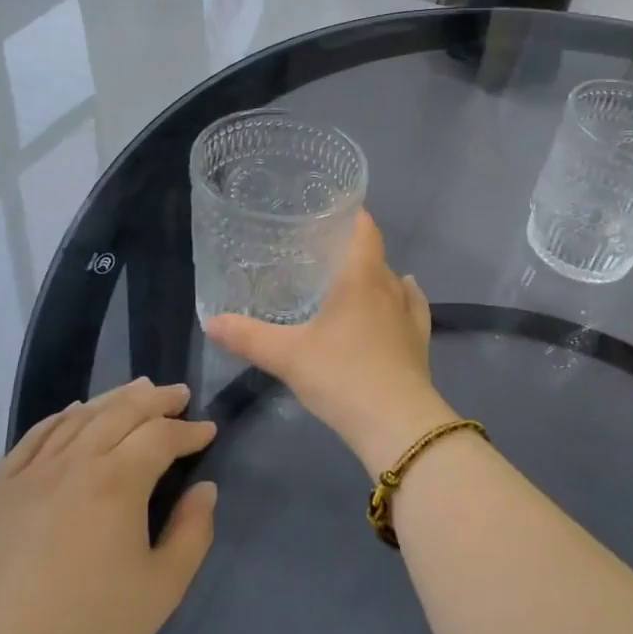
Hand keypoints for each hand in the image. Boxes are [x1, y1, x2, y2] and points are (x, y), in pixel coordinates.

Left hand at [0, 379, 217, 633]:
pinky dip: (61, 417)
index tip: (208, 431)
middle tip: (178, 395)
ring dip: (113, 399)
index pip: (161, 436)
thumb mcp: (163, 589)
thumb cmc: (89, 633)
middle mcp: (73, 464)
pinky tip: (73, 414)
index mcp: (117, 482)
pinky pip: (33, 437)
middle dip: (156, 399)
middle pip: (121, 411)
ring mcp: (28, 474)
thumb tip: (204, 489)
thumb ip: (193, 532)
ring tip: (136, 391)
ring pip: (78, 417)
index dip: (189, 430)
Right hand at [206, 212, 454, 474]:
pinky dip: (404, 299)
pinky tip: (402, 299)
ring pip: (395, 283)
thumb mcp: (287, 356)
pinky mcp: (420, 343)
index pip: (365, 231)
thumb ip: (249, 337)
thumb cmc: (341, 375)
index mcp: (361, 278)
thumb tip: (212, 322)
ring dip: (377, 277)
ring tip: (352, 280)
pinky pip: (413, 309)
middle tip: (322, 254)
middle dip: (353, 250)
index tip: (332, 210)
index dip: (353, 215)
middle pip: (375, 257)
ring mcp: (410, 316)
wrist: (396, 423)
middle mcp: (390, 288)